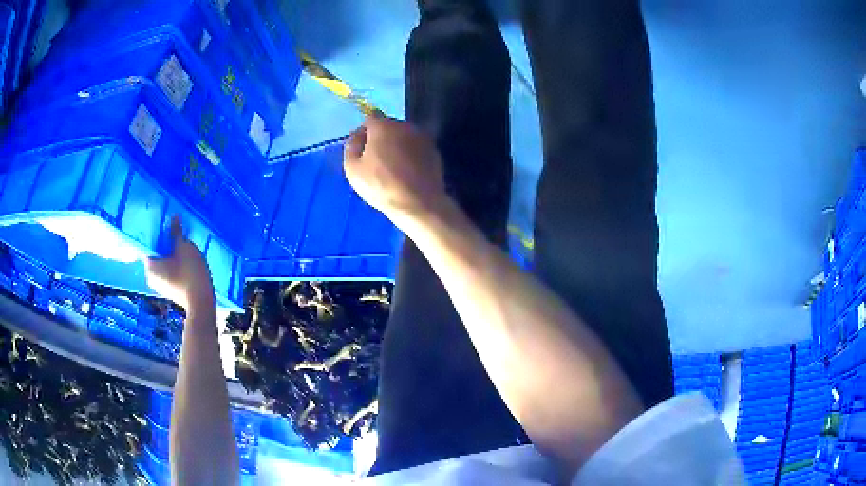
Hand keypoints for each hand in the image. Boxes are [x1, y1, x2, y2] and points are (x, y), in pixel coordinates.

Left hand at [145, 217, 214, 311]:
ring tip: (181, 243)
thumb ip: (176, 232)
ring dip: (170, 254)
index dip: (154, 232)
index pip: (147, 244)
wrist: (202, 303)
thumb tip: (173, 217)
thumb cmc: (189, 273)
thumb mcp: (184, 247)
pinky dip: (174, 264)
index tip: (162, 223)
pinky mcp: (169, 290)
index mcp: (149, 265)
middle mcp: (150, 276)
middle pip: (155, 253)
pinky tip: (184, 259)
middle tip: (174, 231)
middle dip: (163, 243)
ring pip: (162, 263)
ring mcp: (160, 285)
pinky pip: (168, 272)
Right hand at [344, 116, 446, 227]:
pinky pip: (416, 148)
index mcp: (383, 126)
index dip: (364, 132)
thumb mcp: (353, 169)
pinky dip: (411, 155)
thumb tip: (357, 135)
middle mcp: (404, 125)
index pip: (370, 118)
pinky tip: (408, 173)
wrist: (418, 203)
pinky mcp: (434, 150)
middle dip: (381, 138)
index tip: (362, 149)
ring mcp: (422, 137)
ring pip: (404, 136)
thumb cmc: (381, 186)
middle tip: (377, 161)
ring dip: (397, 145)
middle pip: (388, 125)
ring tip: (394, 168)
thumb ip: (351, 146)